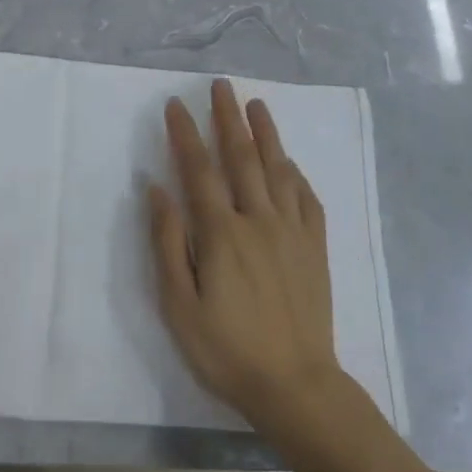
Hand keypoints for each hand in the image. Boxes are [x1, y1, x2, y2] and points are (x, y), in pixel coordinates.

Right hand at [149, 79, 348, 437]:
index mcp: (221, 233)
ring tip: (257, 105)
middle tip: (221, 86)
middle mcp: (258, 220)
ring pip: (277, 170)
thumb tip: (156, 189)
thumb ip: (166, 242)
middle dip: (228, 118)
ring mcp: (292, 232)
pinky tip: (289, 163)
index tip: (176, 104)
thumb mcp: (179, 304)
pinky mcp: (315, 248)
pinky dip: (295, 174)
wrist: (295, 385)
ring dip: (266, 134)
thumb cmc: (226, 349)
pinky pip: (307, 199)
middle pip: (241, 157)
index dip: (185, 134)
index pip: (199, 170)